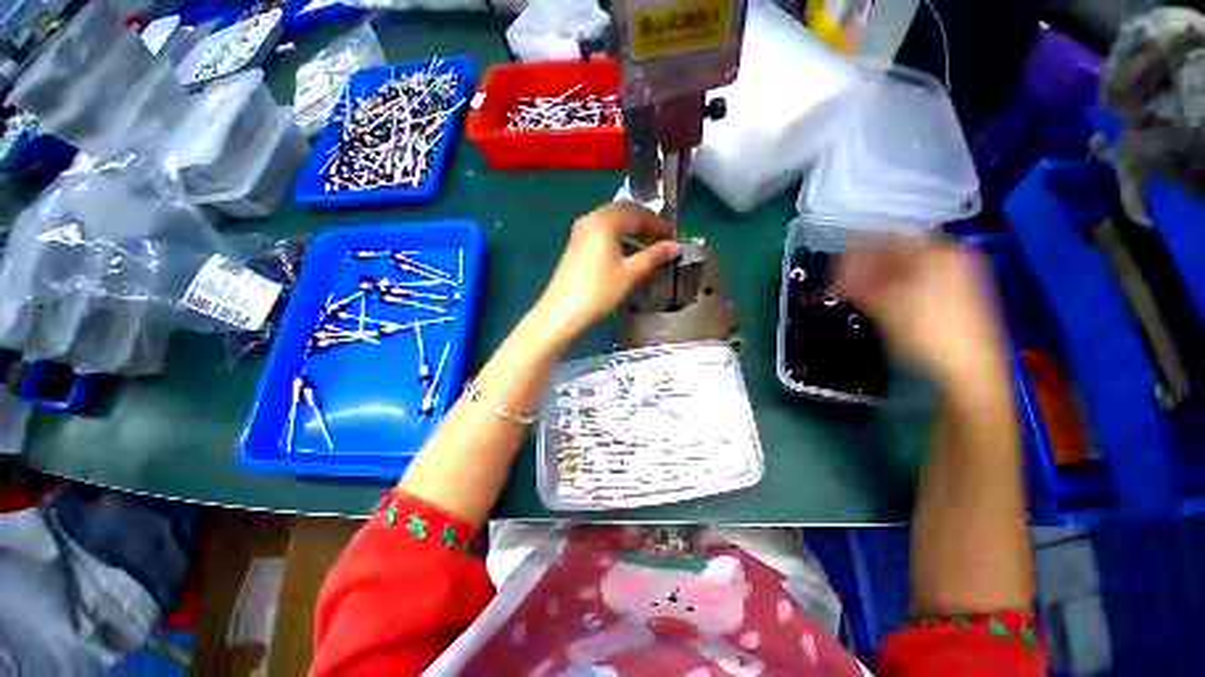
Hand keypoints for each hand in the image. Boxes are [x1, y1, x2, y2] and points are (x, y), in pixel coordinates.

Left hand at [532, 202, 680, 346]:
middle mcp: (592, 218)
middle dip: (645, 226)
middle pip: (625, 214)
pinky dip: (618, 240)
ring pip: (613, 224)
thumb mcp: (631, 273)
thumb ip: (654, 256)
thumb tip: (675, 246)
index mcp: (607, 220)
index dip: (658, 225)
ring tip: (648, 251)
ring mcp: (581, 231)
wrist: (562, 311)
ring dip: (632, 233)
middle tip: (661, 243)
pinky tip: (627, 256)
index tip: (672, 240)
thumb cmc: (599, 290)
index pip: (639, 213)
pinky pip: (602, 234)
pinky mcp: (576, 245)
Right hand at [838, 236, 1008, 391]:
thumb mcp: (885, 304)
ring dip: (878, 278)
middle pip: (898, 253)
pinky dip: (894, 289)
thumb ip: (857, 280)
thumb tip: (835, 265)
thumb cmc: (927, 331)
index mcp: (939, 251)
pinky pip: (917, 283)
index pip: (888, 236)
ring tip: (856, 292)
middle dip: (867, 265)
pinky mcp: (956, 298)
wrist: (969, 372)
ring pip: (907, 270)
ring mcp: (957, 278)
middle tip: (841, 280)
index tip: (835, 261)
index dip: (858, 246)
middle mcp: (951, 258)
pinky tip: (880, 302)